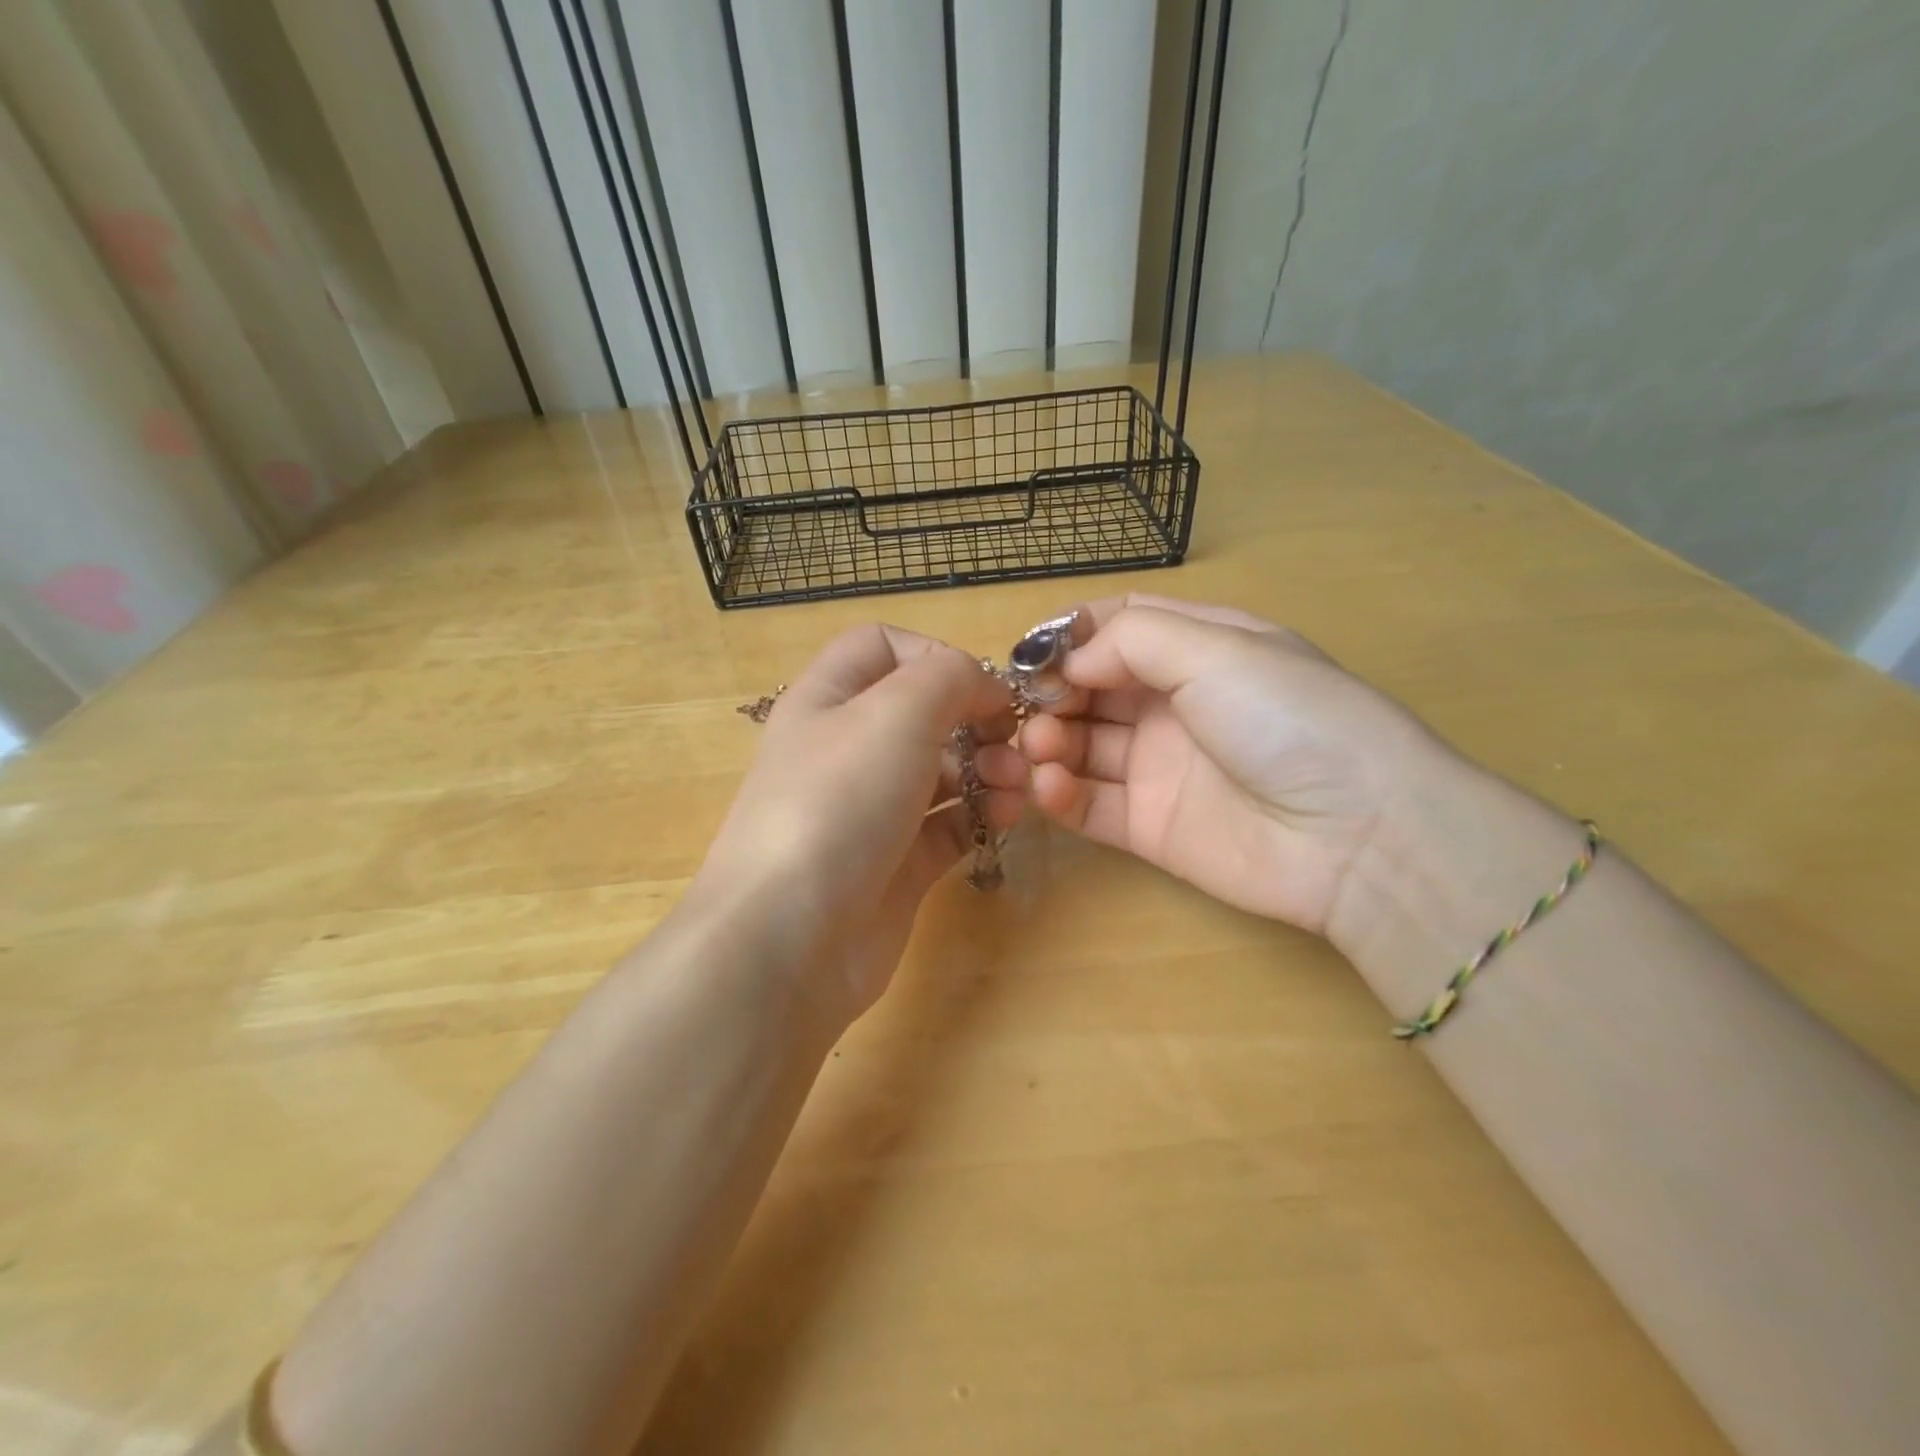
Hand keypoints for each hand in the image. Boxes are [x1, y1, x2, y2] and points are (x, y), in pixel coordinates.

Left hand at [686, 624, 1019, 1027]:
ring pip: (942, 771)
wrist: (791, 937)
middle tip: (1012, 743)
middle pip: (923, 713)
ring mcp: (872, 811)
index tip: (979, 685)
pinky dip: (982, 816)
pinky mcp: (897, 865)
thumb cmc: (838, 801)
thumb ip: (950, 677)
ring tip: (1015, 787)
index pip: (882, 647)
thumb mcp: (896, 711)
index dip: (934, 653)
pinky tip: (1007, 818)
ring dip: (988, 768)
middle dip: (976, 719)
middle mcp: (847, 750)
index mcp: (828, 699)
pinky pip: (949, 826)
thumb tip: (984, 687)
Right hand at [1003, 594, 1451, 933]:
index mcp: (1199, 649)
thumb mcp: (1218, 650)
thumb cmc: (1289, 719)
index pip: (1117, 628)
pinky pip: (1089, 805)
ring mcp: (1159, 768)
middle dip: (1052, 693)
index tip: (1030, 653)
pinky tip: (1050, 786)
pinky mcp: (1149, 826)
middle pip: (1090, 688)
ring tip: (1042, 749)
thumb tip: (1068, 661)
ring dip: (1049, 742)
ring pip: (1082, 746)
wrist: (1358, 837)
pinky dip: (1059, 794)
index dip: (1070, 635)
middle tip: (1029, 708)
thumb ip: (1131, 639)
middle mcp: (1174, 704)